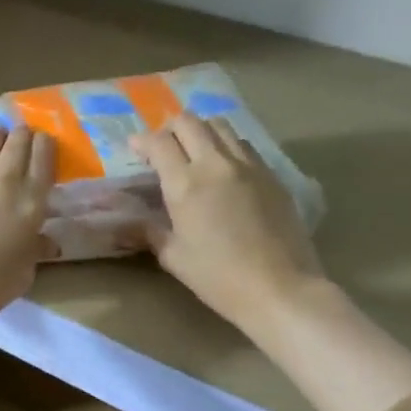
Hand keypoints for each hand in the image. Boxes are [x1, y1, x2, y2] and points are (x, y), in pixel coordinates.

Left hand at [0, 126, 55, 331]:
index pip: (43, 161)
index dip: (44, 146)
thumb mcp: (22, 275)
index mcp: (28, 207)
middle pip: (16, 145)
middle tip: (20, 135)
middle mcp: (0, 185)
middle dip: (21, 136)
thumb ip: (35, 249)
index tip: (42, 142)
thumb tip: (45, 239)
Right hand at [133, 115, 326, 337]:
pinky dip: (226, 146)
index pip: (159, 143)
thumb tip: (131, 223)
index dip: (142, 141)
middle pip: (189, 122)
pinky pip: (243, 145)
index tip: (135, 149)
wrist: (279, 288)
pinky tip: (224, 169)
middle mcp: (215, 164)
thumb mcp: (174, 258)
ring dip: (200, 131)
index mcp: (185, 184)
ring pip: (220, 125)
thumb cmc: (218, 277)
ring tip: (194, 151)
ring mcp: (248, 165)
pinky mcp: (271, 174)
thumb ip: (151, 232)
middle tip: (162, 147)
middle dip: (169, 128)